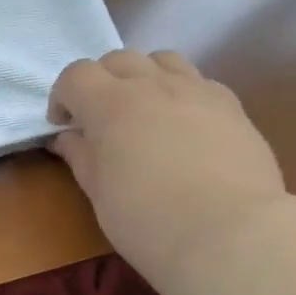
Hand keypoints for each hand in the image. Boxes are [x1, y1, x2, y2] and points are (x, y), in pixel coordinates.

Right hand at [49, 50, 285, 283]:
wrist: (230, 234)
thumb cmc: (148, 219)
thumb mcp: (99, 192)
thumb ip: (81, 155)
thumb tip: (68, 137)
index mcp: (110, 104)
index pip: (76, 75)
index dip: (63, 97)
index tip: (64, 126)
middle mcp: (152, 85)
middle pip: (118, 60)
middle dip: (101, 82)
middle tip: (101, 119)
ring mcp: (197, 90)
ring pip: (162, 60)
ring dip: (144, 77)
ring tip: (145, 111)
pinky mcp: (232, 106)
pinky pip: (199, 82)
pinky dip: (181, 93)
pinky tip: (185, 126)